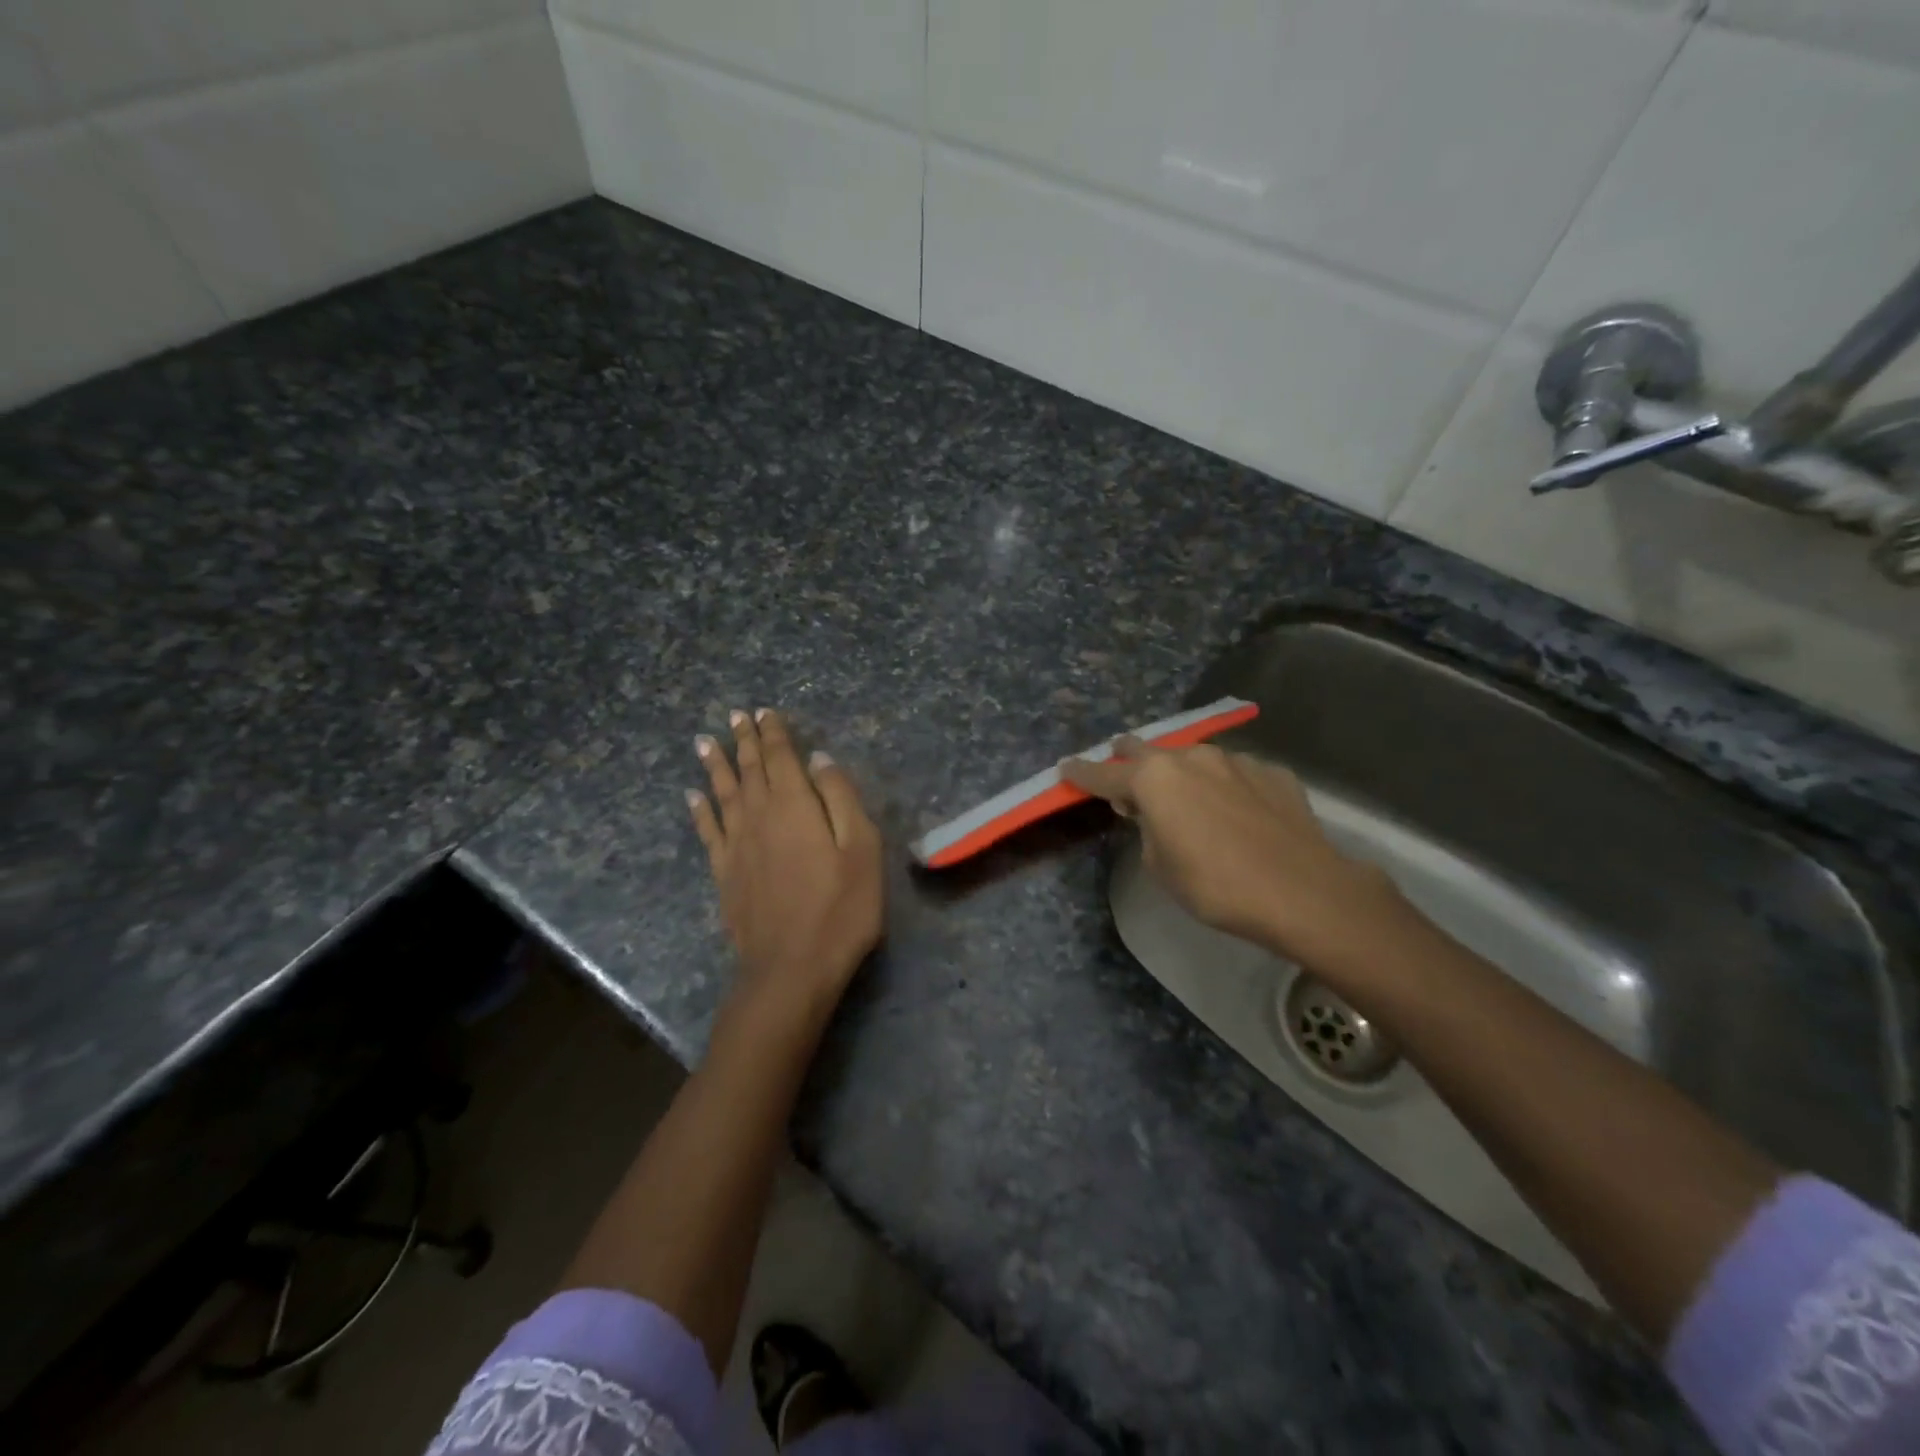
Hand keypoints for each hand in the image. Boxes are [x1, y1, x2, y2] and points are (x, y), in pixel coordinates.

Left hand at [688, 709, 883, 1020]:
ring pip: (723, 793)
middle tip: (735, 716)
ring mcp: (736, 845)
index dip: (773, 732)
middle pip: (749, 769)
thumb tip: (819, 759)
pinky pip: (708, 831)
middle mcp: (759, 815)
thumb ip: (840, 798)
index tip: (764, 711)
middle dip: (744, 740)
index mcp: (795, 805)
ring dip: (716, 765)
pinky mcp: (724, 873)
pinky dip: (700, 810)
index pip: (781, 757)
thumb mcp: (861, 848)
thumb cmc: (840, 907)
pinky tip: (693, 796)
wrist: (791, 967)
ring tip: (705, 741)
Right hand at [1063, 736, 1399, 963]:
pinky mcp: (1272, 771)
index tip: (1065, 768)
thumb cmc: (1216, 885)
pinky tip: (1237, 812)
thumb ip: (1148, 829)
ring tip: (1188, 800)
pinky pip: (1235, 774)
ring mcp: (1235, 760)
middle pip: (1145, 749)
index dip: (1081, 773)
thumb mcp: (1161, 866)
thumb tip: (1152, 813)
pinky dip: (1224, 787)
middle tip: (1124, 780)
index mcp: (1154, 779)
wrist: (1303, 891)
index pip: (1104, 773)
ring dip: (1181, 774)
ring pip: (1193, 758)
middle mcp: (1190, 757)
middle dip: (1128, 760)